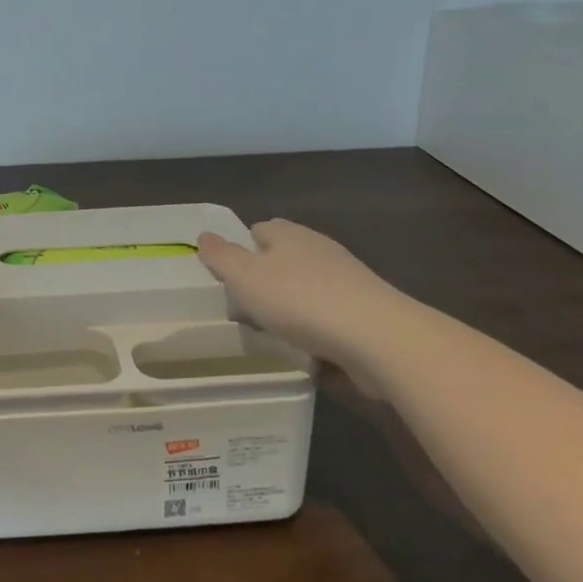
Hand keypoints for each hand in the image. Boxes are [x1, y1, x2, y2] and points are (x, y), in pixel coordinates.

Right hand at [196, 219, 404, 361]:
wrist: (378, 338)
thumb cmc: (301, 301)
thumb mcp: (246, 278)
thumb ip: (222, 257)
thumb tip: (204, 235)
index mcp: (289, 235)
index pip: (259, 230)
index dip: (241, 250)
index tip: (228, 279)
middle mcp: (319, 250)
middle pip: (282, 260)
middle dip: (264, 282)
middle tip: (245, 311)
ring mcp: (346, 281)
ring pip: (305, 290)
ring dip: (290, 309)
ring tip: (272, 335)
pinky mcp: (364, 312)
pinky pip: (328, 317)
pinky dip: (315, 330)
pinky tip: (305, 351)